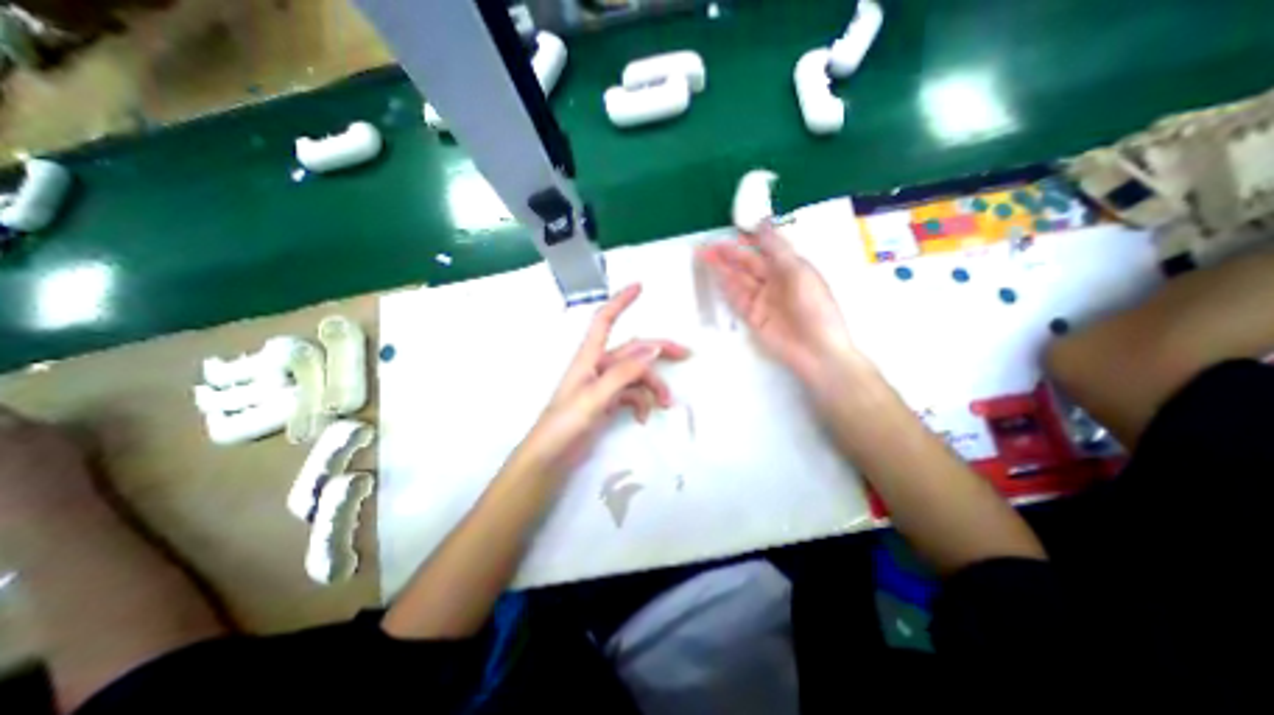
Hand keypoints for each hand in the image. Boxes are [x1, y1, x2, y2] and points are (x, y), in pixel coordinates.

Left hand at [508, 286, 691, 478]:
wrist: (550, 458)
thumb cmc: (565, 424)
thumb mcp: (595, 396)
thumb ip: (623, 372)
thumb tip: (653, 348)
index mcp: (589, 357)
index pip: (605, 320)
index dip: (621, 301)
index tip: (640, 287)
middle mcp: (598, 366)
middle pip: (634, 350)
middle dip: (659, 351)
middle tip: (687, 354)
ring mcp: (605, 385)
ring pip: (637, 376)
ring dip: (654, 387)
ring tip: (666, 405)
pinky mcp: (608, 402)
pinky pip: (633, 395)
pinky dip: (642, 404)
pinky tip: (643, 419)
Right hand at [697, 223, 864, 389]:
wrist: (816, 350)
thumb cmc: (814, 308)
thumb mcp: (798, 272)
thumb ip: (777, 248)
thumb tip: (762, 221)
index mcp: (789, 267)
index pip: (764, 249)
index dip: (746, 240)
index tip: (728, 232)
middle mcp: (774, 281)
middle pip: (747, 264)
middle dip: (728, 254)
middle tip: (706, 246)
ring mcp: (761, 300)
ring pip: (738, 279)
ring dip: (722, 268)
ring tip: (704, 257)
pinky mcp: (752, 316)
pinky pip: (736, 299)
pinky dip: (726, 288)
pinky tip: (715, 277)